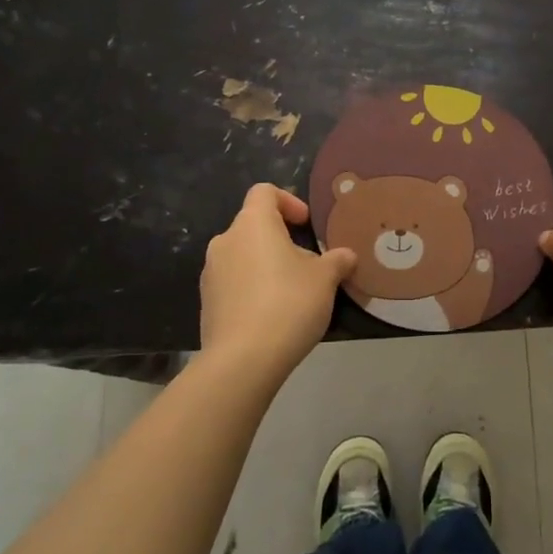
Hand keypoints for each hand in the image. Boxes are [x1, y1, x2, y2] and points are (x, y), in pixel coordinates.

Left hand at [200, 185, 355, 376]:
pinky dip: (252, 288)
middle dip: (281, 239)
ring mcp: (211, 273)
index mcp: (252, 224)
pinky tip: (272, 315)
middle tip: (307, 264)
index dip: (287, 201)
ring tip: (292, 292)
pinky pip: (233, 283)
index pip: (264, 192)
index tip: (306, 224)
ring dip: (266, 264)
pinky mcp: (206, 302)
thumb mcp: (325, 280)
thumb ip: (337, 261)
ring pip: (243, 255)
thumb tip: (346, 255)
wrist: (242, 361)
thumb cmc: (288, 304)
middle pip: (254, 225)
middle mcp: (225, 240)